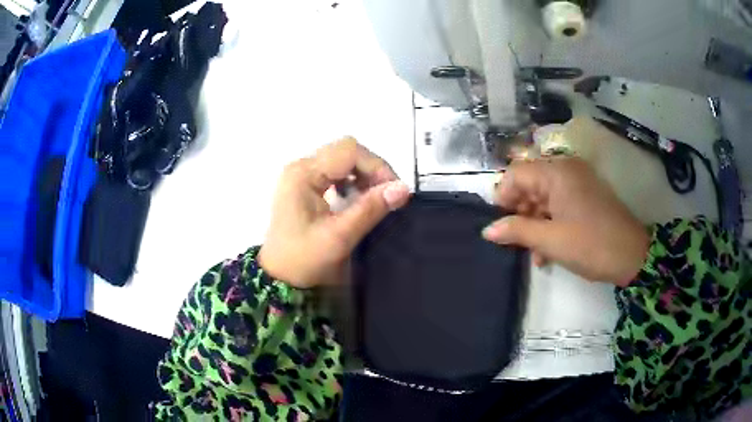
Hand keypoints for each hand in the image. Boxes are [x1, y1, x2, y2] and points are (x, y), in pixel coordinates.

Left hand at [259, 138, 410, 288]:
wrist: (280, 278)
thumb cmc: (303, 260)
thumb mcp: (339, 237)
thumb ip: (370, 209)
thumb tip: (403, 188)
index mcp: (303, 174)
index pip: (349, 151)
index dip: (377, 166)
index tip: (394, 191)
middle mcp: (301, 167)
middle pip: (346, 151)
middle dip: (372, 169)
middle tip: (387, 195)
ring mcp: (301, 175)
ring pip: (343, 159)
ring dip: (364, 175)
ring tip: (375, 199)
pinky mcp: (305, 185)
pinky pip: (335, 172)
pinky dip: (352, 181)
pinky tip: (358, 200)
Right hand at [482, 157, 649, 285]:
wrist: (632, 256)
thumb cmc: (590, 244)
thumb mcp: (550, 240)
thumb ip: (517, 231)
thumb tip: (487, 230)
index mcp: (556, 172)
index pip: (516, 173)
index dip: (503, 197)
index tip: (500, 224)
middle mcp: (566, 170)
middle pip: (530, 184)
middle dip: (520, 213)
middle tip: (516, 241)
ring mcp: (578, 182)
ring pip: (543, 197)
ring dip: (534, 223)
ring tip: (533, 253)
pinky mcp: (585, 196)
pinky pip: (558, 204)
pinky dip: (549, 223)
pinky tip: (546, 251)